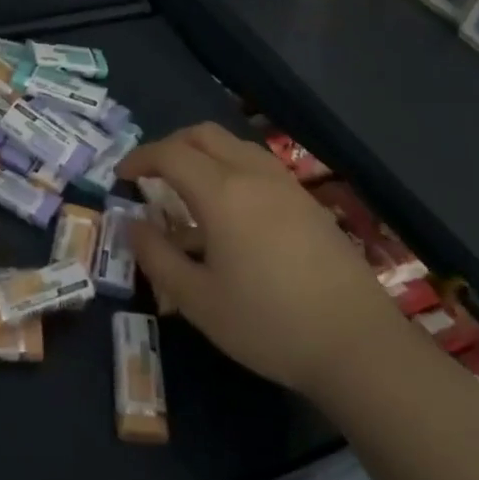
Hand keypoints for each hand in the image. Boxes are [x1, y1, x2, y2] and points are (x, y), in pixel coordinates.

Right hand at [119, 124, 403, 392]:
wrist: (357, 345)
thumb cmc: (268, 324)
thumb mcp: (197, 300)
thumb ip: (157, 256)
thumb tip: (132, 224)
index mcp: (222, 193)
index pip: (170, 154)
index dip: (140, 158)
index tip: (121, 176)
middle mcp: (253, 175)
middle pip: (204, 134)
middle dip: (170, 145)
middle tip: (151, 175)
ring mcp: (286, 185)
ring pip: (234, 144)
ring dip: (203, 153)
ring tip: (189, 189)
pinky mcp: (308, 201)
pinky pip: (258, 164)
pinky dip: (231, 167)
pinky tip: (231, 209)